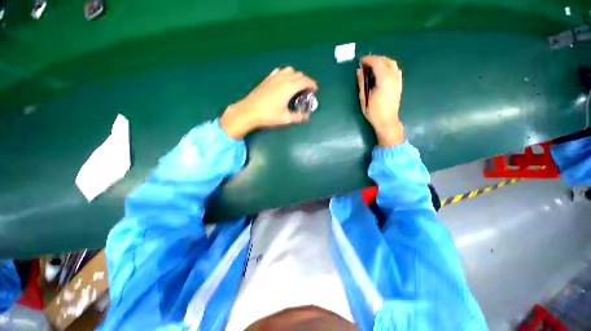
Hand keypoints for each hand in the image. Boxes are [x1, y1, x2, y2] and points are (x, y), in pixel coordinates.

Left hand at [220, 67, 317, 138]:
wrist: (249, 111)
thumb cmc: (268, 115)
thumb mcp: (285, 118)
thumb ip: (298, 116)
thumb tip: (307, 116)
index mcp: (289, 87)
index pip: (304, 81)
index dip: (312, 84)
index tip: (315, 89)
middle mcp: (282, 79)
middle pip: (298, 74)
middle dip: (305, 80)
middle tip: (307, 90)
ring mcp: (274, 77)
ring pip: (289, 70)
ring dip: (296, 76)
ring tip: (297, 85)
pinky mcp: (267, 79)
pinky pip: (279, 71)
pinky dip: (286, 74)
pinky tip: (284, 81)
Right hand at [357, 55, 404, 146]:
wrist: (387, 121)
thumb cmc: (373, 112)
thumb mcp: (364, 99)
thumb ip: (362, 83)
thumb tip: (359, 71)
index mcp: (384, 81)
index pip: (377, 63)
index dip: (368, 59)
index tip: (360, 61)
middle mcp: (393, 77)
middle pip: (385, 60)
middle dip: (374, 58)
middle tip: (365, 62)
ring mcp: (398, 80)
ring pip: (392, 63)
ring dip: (382, 60)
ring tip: (372, 65)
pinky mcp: (399, 83)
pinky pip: (395, 69)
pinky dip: (388, 65)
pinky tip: (381, 70)